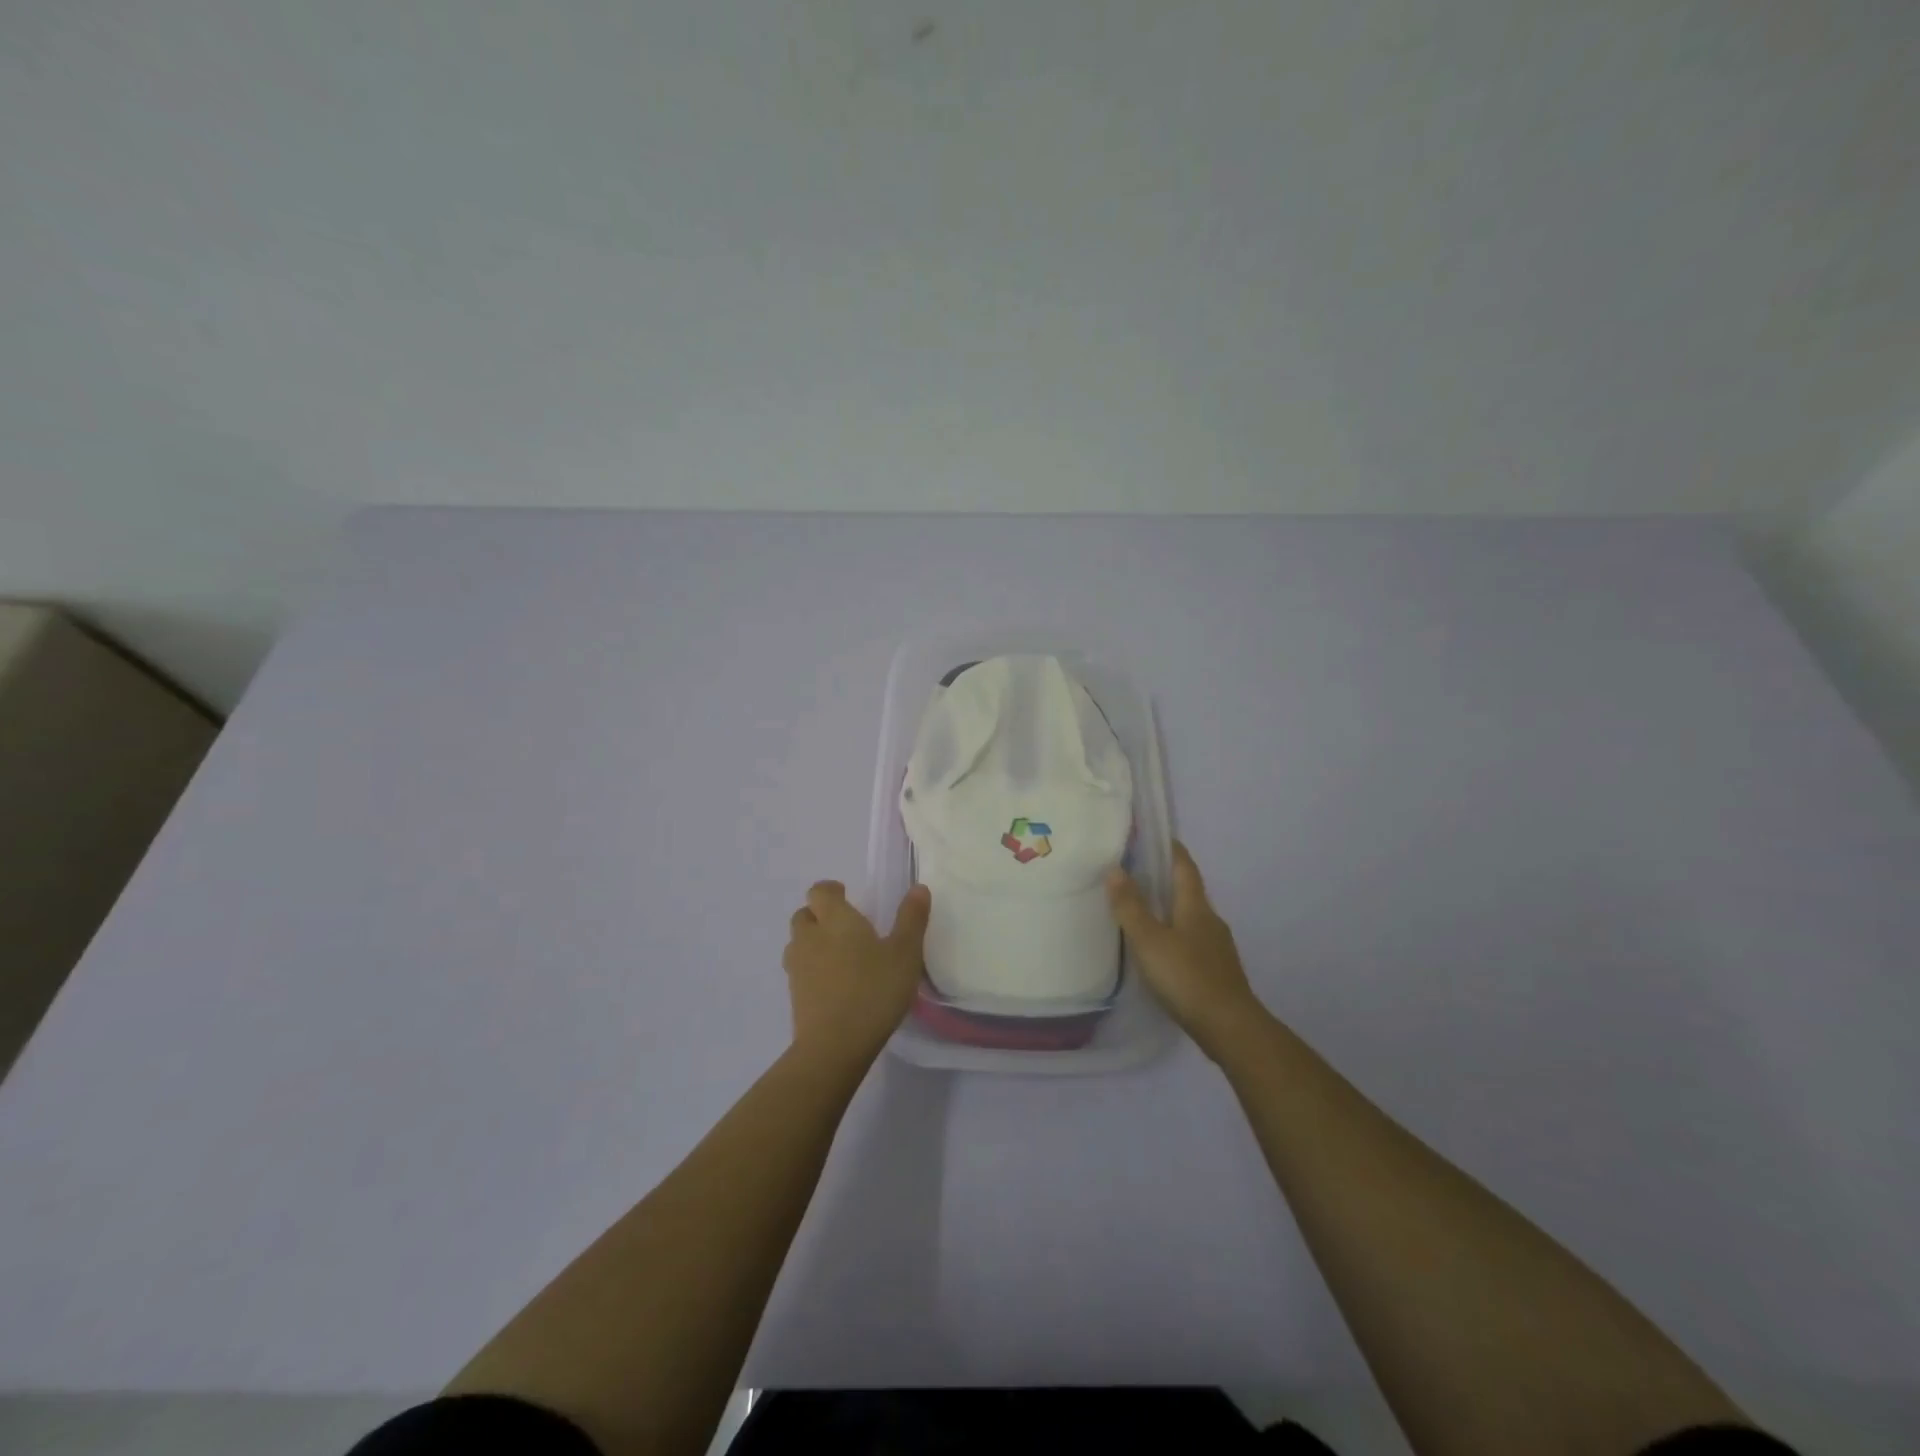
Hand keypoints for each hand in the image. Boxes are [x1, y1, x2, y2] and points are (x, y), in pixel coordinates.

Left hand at [783, 880, 930, 1063]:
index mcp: (834, 920)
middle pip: (804, 915)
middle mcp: (810, 937)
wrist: (834, 1046)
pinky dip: (813, 970)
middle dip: (820, 915)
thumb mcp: (905, 953)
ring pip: (798, 944)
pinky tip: (835, 985)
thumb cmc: (874, 990)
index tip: (846, 895)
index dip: (831, 890)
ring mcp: (797, 968)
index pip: (819, 891)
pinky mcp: (794, 996)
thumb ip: (911, 919)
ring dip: (813, 943)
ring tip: (839, 956)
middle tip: (845, 927)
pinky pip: (800, 971)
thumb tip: (918, 887)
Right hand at [1106, 841, 1264, 1057]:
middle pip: (1188, 890)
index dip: (1170, 849)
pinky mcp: (1216, 970)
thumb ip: (1130, 906)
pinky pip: (1192, 940)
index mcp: (1196, 906)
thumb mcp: (1149, 940)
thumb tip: (1115, 869)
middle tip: (1135, 872)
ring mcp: (1217, 947)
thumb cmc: (1186, 977)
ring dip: (1169, 908)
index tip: (1153, 836)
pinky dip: (1174, 934)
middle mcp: (1210, 920)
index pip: (1184, 866)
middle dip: (1165, 879)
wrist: (1230, 1027)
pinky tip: (1160, 949)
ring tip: (1141, 910)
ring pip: (1190, 917)